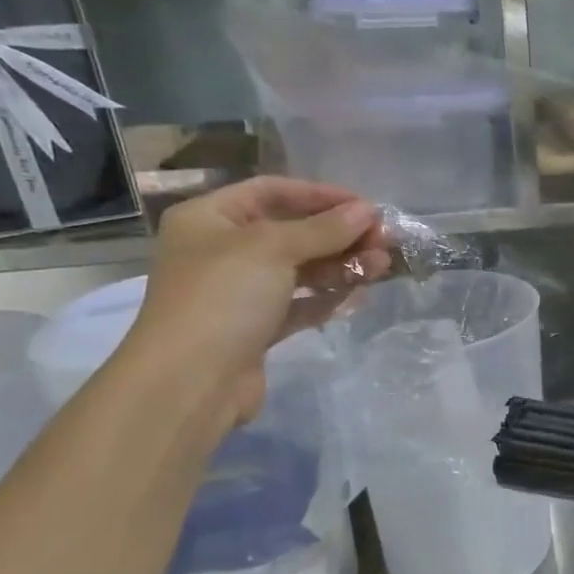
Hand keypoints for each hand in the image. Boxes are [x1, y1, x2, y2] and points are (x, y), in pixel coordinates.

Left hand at [125, 177, 390, 428]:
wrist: (190, 381)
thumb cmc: (223, 297)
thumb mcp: (274, 249)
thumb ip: (324, 229)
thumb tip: (368, 211)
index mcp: (210, 218)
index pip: (271, 191)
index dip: (320, 195)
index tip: (365, 206)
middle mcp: (222, 250)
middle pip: (291, 232)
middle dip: (339, 235)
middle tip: (383, 240)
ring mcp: (239, 292)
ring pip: (300, 270)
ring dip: (342, 265)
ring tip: (383, 266)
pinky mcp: (257, 328)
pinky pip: (300, 304)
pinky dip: (329, 297)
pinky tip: (361, 295)